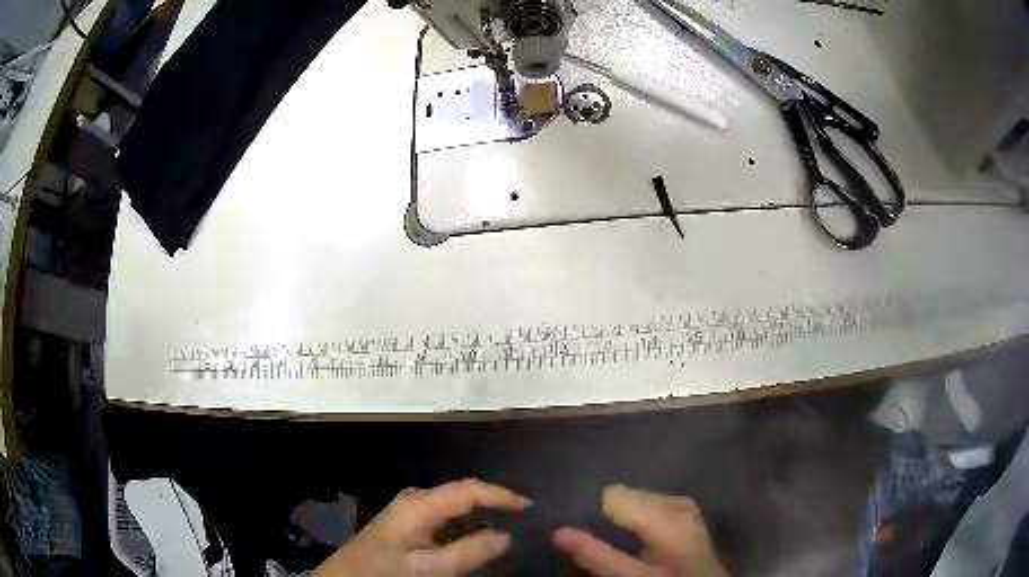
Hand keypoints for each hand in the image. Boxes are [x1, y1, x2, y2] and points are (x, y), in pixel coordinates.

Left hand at [315, 479, 530, 576]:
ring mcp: (411, 510)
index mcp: (420, 505)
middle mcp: (416, 499)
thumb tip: (507, 536)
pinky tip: (480, 537)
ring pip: (456, 505)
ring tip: (512, 526)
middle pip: (464, 493)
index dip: (503, 495)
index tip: (532, 508)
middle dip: (496, 503)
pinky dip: (468, 524)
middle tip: (527, 519)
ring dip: (484, 514)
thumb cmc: (384, 573)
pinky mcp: (409, 522)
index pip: (470, 489)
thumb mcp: (428, 569)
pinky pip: (446, 516)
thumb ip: (469, 552)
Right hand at [553, 485, 727, 576]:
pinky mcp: (684, 509)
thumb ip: (597, 555)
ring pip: (634, 498)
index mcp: (666, 515)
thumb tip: (558, 532)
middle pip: (623, 495)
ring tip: (608, 540)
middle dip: (602, 515)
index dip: (588, 511)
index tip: (571, 528)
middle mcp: (675, 501)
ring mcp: (682, 503)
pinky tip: (631, 537)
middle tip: (587, 537)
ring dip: (618, 517)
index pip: (611, 495)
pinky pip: (648, 504)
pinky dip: (634, 517)